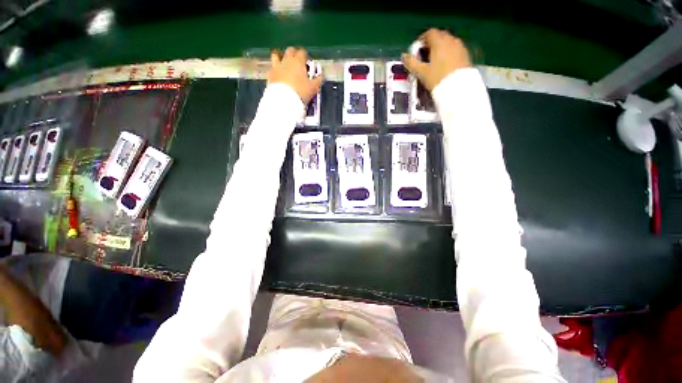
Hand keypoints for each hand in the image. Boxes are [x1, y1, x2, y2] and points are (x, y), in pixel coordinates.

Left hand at [267, 47, 322, 104]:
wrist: (284, 101)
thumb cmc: (301, 92)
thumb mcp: (313, 88)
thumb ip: (318, 80)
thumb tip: (321, 75)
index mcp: (298, 61)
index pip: (302, 52)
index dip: (306, 57)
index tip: (308, 65)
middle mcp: (286, 60)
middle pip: (290, 51)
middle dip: (294, 54)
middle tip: (298, 64)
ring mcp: (276, 66)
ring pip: (276, 55)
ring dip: (281, 57)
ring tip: (284, 65)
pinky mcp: (270, 74)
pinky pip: (272, 68)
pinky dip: (275, 69)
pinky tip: (278, 75)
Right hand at [402, 29, 471, 90]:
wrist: (458, 87)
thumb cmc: (437, 78)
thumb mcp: (421, 72)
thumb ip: (411, 63)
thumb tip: (404, 56)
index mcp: (439, 42)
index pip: (429, 33)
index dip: (422, 40)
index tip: (417, 50)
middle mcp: (450, 40)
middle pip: (439, 36)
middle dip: (431, 43)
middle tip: (425, 56)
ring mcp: (460, 46)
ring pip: (448, 42)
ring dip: (440, 48)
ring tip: (434, 61)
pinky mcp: (465, 54)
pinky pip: (454, 49)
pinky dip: (448, 53)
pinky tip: (445, 65)